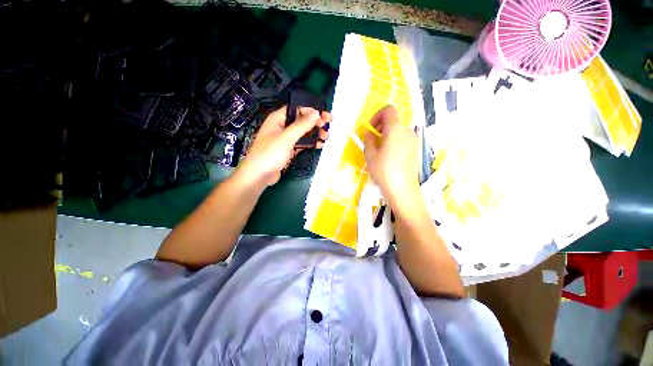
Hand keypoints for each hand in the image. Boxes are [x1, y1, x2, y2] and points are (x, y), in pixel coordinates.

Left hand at [237, 106, 330, 186]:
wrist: (259, 176)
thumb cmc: (270, 153)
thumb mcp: (287, 137)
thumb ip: (302, 125)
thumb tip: (316, 113)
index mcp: (278, 119)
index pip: (297, 109)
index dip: (311, 110)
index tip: (324, 115)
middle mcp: (281, 127)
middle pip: (301, 120)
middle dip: (315, 122)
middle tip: (329, 124)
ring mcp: (285, 139)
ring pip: (302, 133)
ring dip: (314, 133)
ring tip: (326, 137)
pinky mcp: (288, 150)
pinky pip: (301, 143)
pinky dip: (310, 143)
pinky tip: (319, 145)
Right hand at [363, 105, 419, 207]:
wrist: (402, 190)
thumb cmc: (383, 171)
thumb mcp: (370, 155)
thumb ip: (368, 140)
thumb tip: (368, 132)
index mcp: (395, 129)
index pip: (388, 110)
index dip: (377, 115)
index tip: (370, 129)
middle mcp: (407, 131)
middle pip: (393, 120)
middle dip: (380, 127)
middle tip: (371, 141)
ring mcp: (413, 141)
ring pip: (398, 131)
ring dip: (386, 135)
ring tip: (378, 151)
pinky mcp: (415, 150)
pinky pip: (402, 140)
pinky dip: (393, 142)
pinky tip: (387, 157)